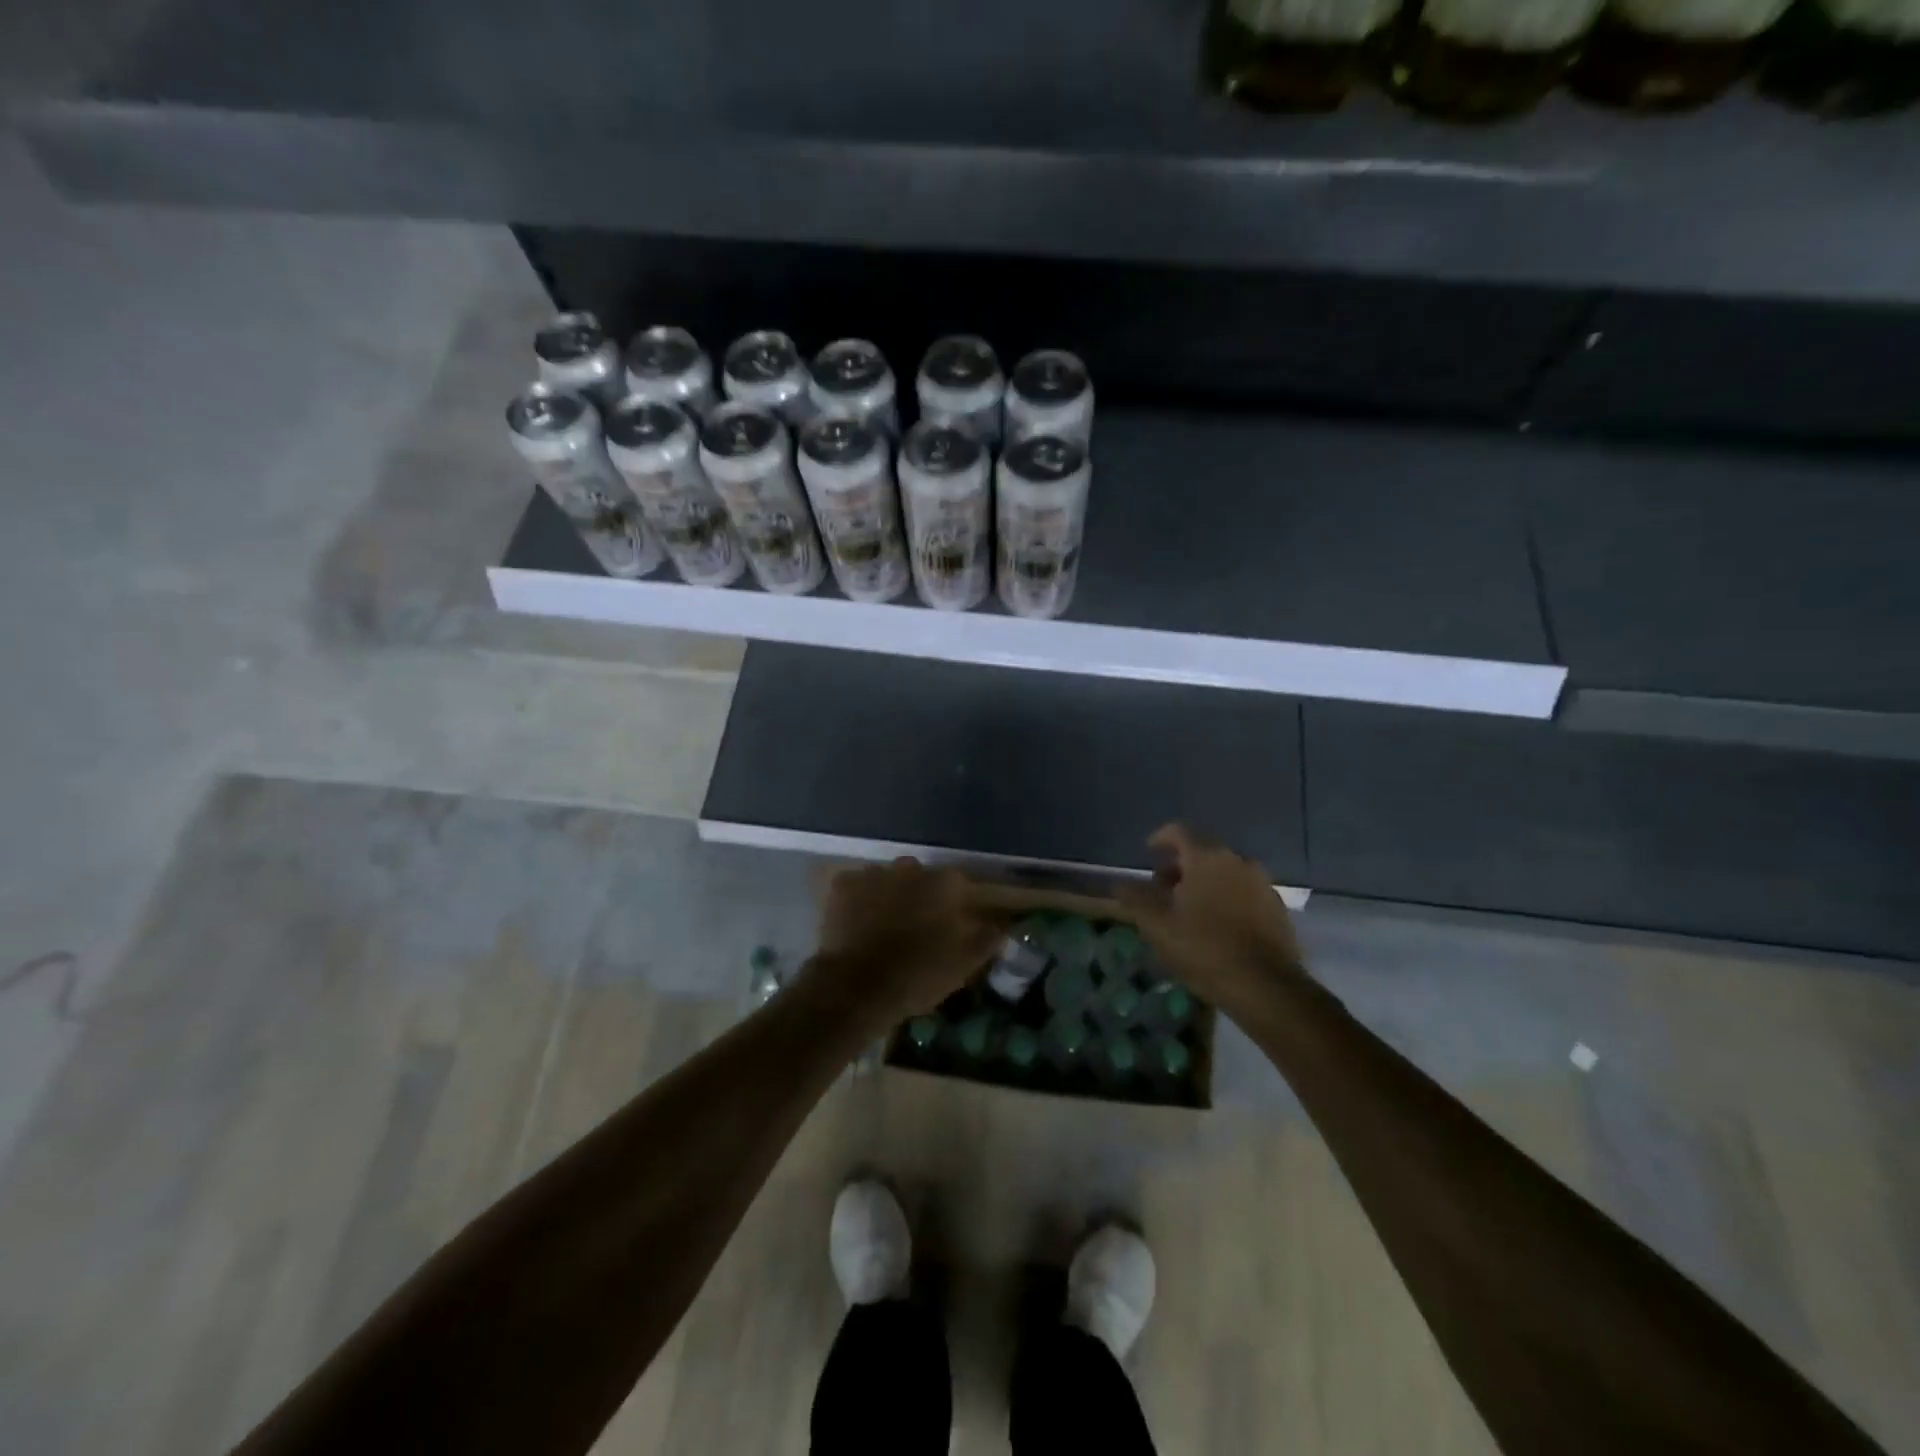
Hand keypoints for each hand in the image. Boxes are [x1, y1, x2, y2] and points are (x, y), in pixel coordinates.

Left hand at [810, 858, 1001, 1026]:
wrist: (857, 986)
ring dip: (888, 895)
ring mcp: (874, 873)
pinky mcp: (842, 884)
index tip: (951, 924)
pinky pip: (855, 886)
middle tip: (916, 927)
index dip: (955, 904)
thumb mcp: (963, 965)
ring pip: (887, 879)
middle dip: (919, 895)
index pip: (958, 884)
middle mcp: (911, 868)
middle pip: (920, 877)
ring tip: (883, 926)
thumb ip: (986, 941)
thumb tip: (1002, 928)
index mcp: (945, 884)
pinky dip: (858, 900)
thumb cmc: (918, 975)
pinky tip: (857, 923)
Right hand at [1120, 824, 1303, 1016]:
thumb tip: (1120, 884)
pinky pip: (1244, 891)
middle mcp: (1237, 860)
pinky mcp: (1277, 907)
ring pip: (1225, 872)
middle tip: (1163, 890)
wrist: (1267, 988)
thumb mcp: (1158, 926)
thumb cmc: (1205, 949)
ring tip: (1189, 910)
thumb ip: (1136, 899)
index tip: (1148, 853)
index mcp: (1206, 858)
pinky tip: (1218, 925)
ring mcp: (1262, 883)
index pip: (1179, 831)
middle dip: (1180, 866)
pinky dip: (1227, 898)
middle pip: (1203, 851)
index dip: (1160, 838)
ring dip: (1204, 883)